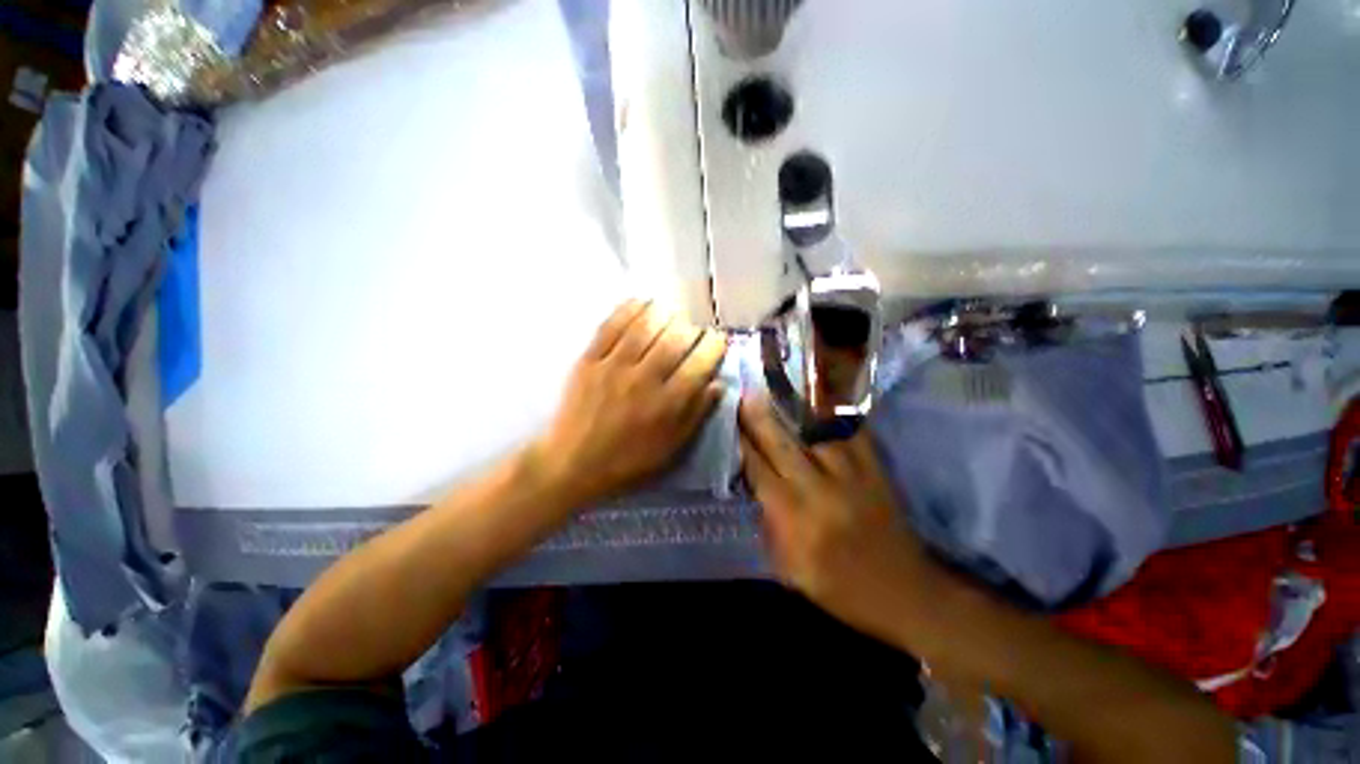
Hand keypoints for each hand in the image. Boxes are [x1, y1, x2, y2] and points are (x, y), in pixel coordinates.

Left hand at [530, 300, 726, 508]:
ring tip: (671, 313)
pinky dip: (629, 309)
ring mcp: (614, 367)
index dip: (714, 345)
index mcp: (668, 404)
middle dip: (691, 328)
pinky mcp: (589, 360)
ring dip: (664, 313)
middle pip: (675, 339)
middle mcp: (644, 380)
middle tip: (693, 330)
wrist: (573, 463)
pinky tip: (641, 302)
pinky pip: (611, 326)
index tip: (717, 340)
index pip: (700, 364)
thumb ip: (697, 415)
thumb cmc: (628, 461)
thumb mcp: (671, 448)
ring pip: (645, 326)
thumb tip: (719, 384)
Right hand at [739, 395, 931, 642]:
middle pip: (782, 446)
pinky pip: (854, 433)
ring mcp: (852, 476)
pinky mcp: (876, 470)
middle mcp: (821, 492)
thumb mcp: (792, 572)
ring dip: (793, 410)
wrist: (907, 593)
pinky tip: (823, 395)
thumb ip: (770, 527)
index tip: (731, 424)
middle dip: (760, 418)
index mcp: (796, 520)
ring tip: (778, 387)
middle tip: (746, 392)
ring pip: (816, 433)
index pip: (760, 472)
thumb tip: (756, 488)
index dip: (743, 446)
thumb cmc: (842, 589)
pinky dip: (837, 413)